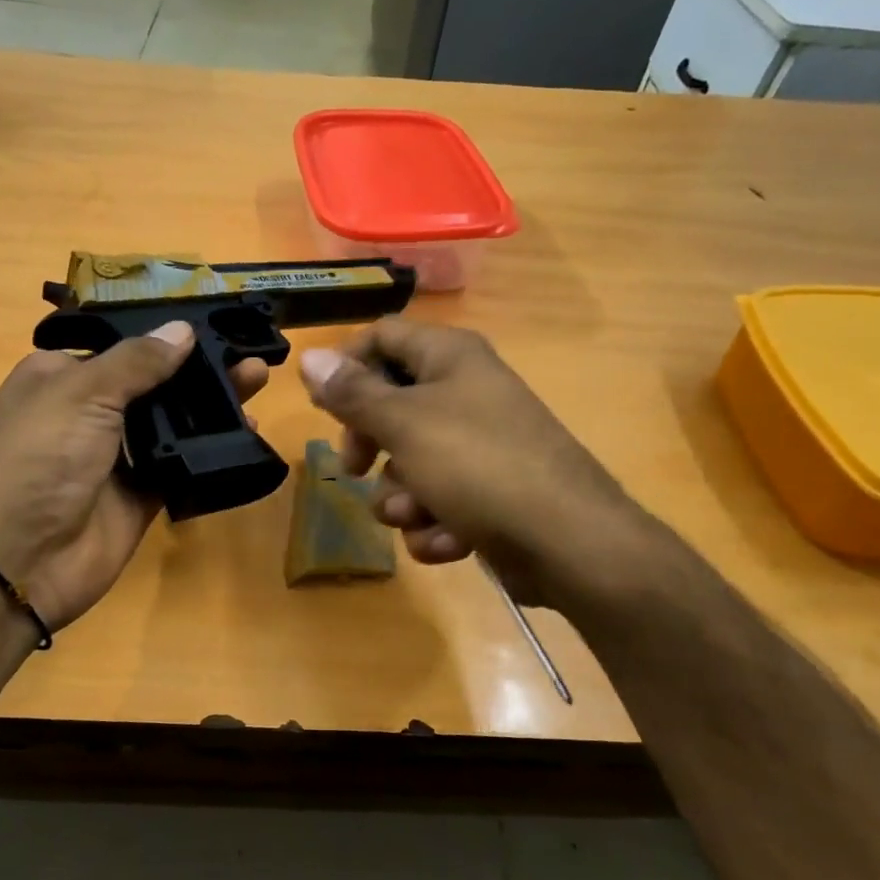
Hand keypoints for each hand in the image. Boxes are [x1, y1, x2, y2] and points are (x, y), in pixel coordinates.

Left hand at [0, 321, 268, 630]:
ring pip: (169, 424)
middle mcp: (86, 413)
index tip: (210, 324)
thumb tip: (183, 329)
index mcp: (59, 378)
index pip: (118, 347)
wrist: (22, 558)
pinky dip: (208, 451)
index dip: (160, 336)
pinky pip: (179, 465)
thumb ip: (137, 362)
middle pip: (150, 384)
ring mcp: (114, 457)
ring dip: (208, 407)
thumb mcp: (83, 394)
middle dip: (196, 370)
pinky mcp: (139, 495)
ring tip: (255, 382)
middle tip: (246, 355)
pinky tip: (245, 434)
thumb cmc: (41, 457)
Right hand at [298, 319, 662, 610]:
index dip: (346, 366)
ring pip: (409, 462)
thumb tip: (310, 358)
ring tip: (417, 515)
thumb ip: (352, 393)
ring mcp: (479, 445)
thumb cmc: (479, 467)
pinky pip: (438, 500)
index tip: (322, 407)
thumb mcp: (404, 424)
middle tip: (356, 468)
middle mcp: (465, 392)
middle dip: (369, 444)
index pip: (382, 336)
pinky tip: (448, 540)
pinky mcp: (488, 492)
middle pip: (390, 403)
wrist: (568, 544)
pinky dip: (435, 523)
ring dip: (401, 497)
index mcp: (450, 358)